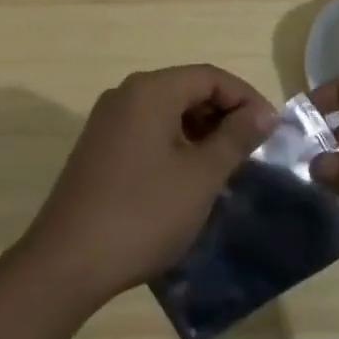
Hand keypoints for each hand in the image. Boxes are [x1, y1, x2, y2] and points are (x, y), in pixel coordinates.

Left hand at [19, 66, 277, 305]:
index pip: (210, 76)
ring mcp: (107, 120)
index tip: (271, 130)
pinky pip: (147, 130)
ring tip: (224, 167)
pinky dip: (175, 143)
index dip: (246, 98)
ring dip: (200, 131)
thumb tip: (264, 113)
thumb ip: (236, 138)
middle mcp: (126, 94)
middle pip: (186, 89)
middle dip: (223, 114)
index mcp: (150, 90)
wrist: (67, 261)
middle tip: (251, 150)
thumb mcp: (200, 176)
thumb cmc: (143, 213)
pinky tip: (188, 177)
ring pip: (166, 111)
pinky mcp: (98, 147)